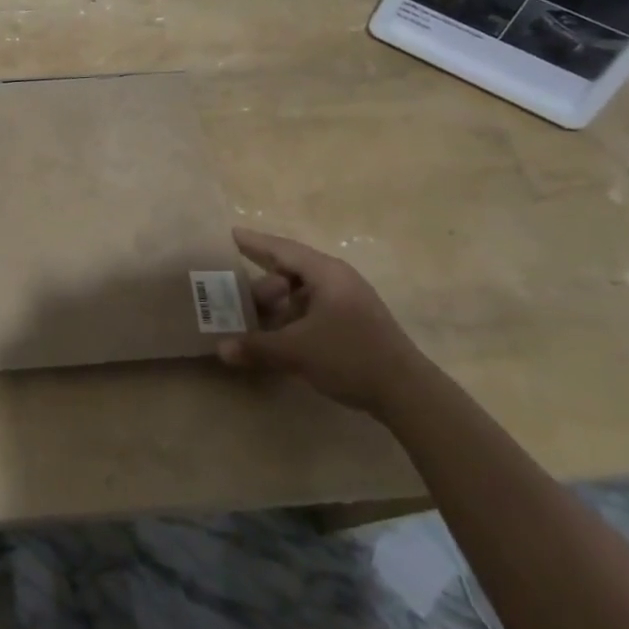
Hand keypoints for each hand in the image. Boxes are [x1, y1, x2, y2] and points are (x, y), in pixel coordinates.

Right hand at [217, 227, 427, 416]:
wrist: (408, 394)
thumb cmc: (350, 357)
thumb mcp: (297, 351)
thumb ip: (256, 346)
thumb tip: (220, 349)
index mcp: (326, 274)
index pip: (282, 249)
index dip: (254, 242)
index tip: (231, 234)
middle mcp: (337, 280)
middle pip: (291, 271)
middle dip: (262, 284)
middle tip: (235, 295)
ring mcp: (348, 302)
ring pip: (302, 293)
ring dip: (278, 304)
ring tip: (253, 319)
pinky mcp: (354, 323)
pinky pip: (313, 309)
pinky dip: (292, 316)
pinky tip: (279, 335)